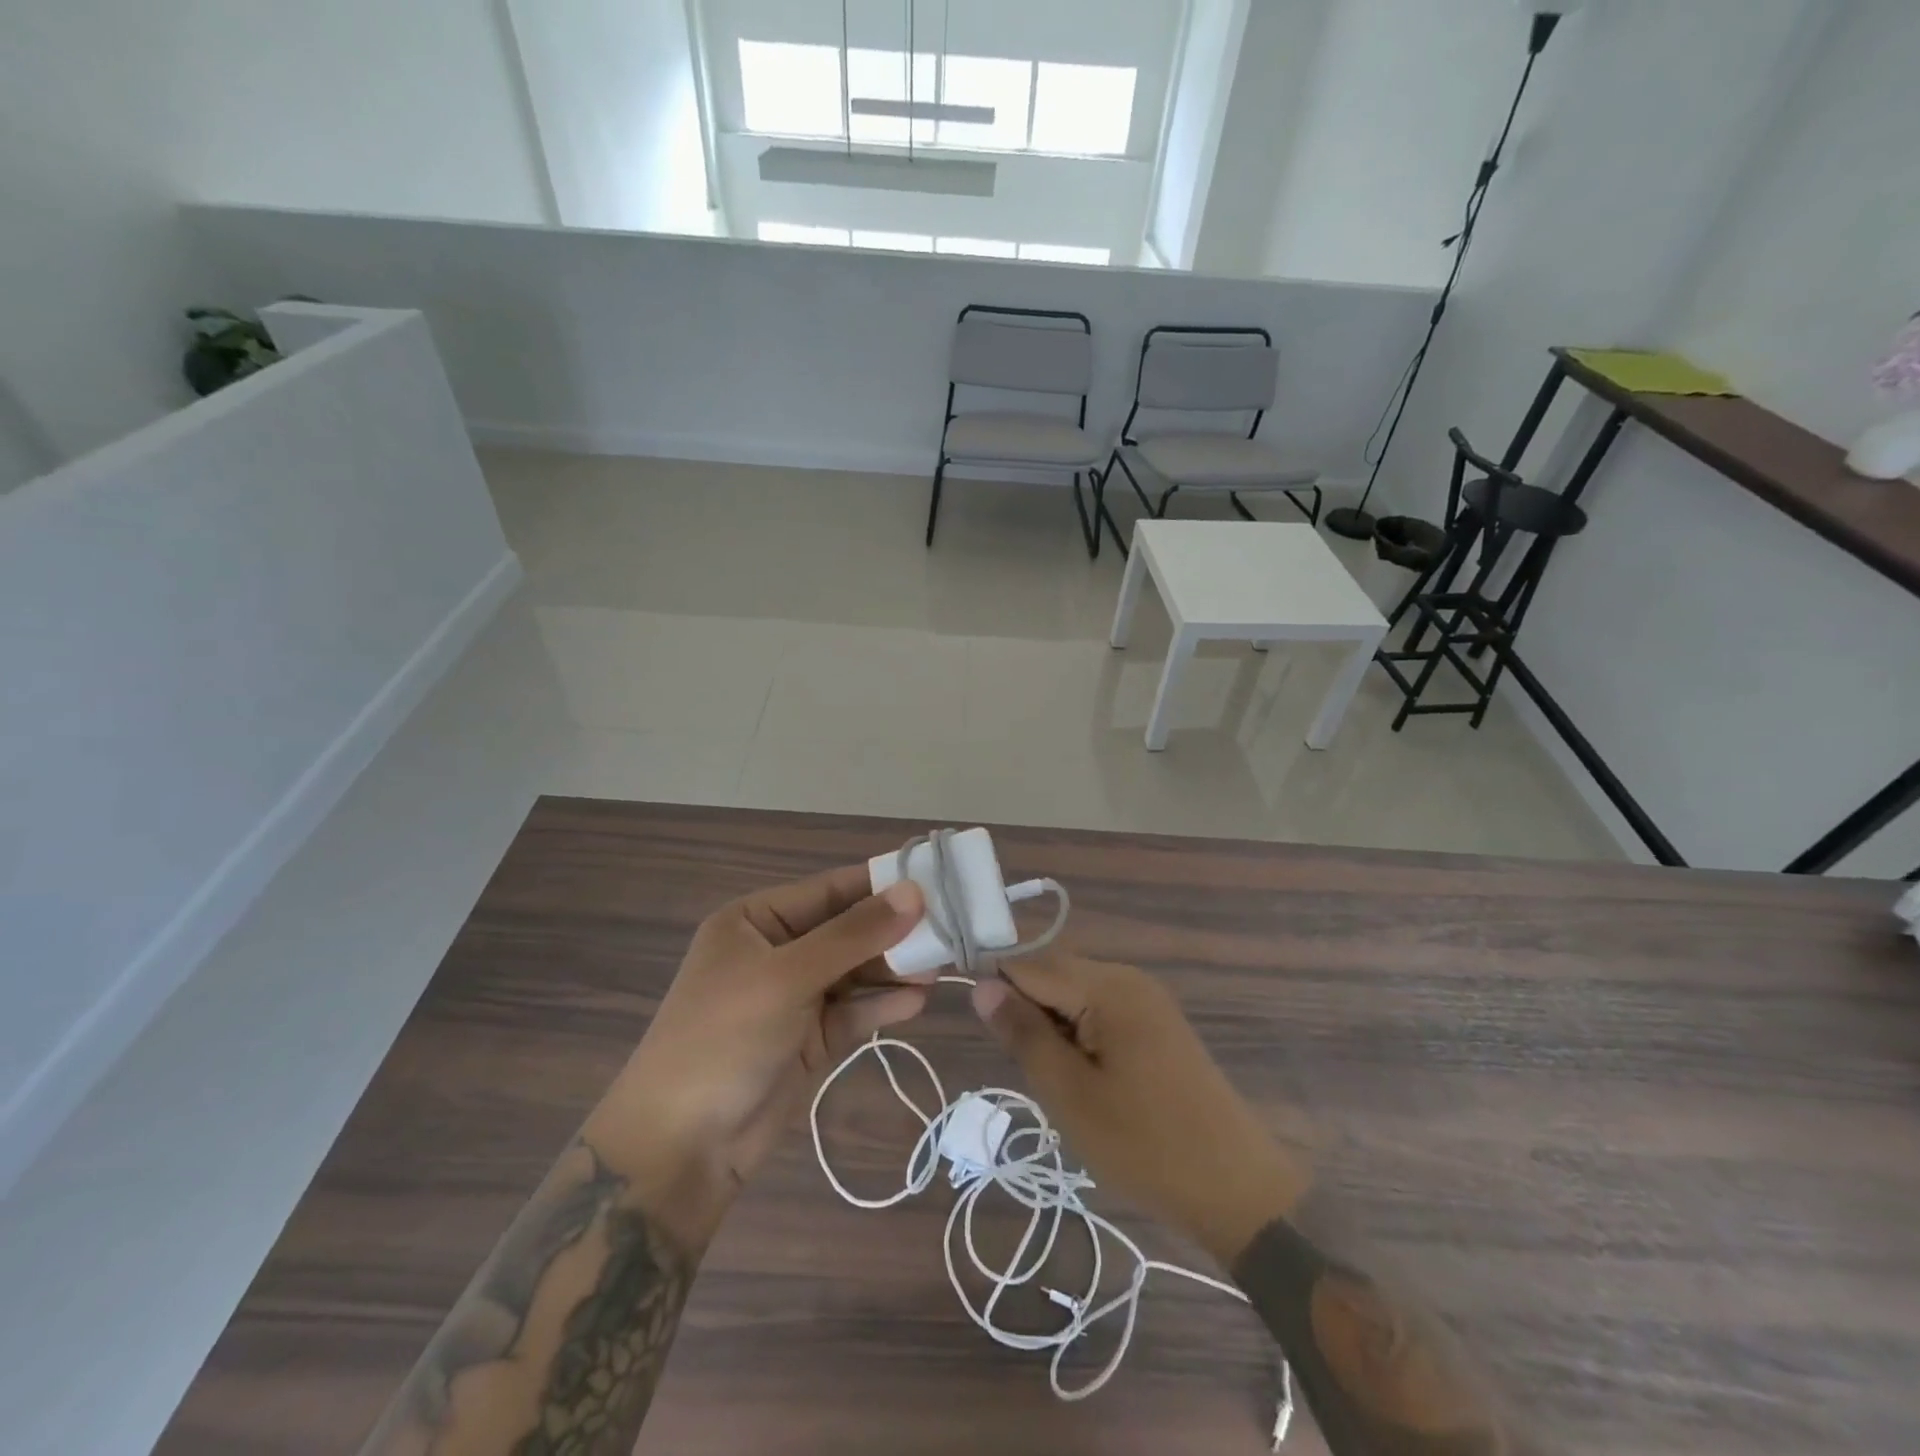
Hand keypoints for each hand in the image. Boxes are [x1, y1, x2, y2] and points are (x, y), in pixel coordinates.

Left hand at [589, 866, 927, 1247]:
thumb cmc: (724, 1038)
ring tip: (943, 965)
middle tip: (952, 928)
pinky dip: (884, 1005)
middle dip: (895, 930)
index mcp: (756, 920)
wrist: (680, 1148)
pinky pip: (855, 1011)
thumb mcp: (787, 976)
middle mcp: (777, 951)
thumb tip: (914, 892)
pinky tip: (919, 1001)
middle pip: (848, 930)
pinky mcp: (810, 1039)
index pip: (831, 889)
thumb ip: (854, 935)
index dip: (882, 884)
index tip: (938, 880)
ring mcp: (794, 997)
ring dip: (895, 968)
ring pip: (856, 971)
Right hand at [972, 952, 1309, 1265]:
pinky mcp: (1158, 1024)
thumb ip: (1023, 1033)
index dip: (998, 990)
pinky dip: (1080, 1037)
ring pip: (1075, 996)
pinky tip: (1088, 1081)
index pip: (1029, 964)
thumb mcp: (1069, 1093)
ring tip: (1061, 1084)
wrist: (1237, 1191)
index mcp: (1108, 985)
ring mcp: (1148, 1000)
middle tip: (1033, 1072)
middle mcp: (1128, 978)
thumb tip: (981, 985)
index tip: (986, 1034)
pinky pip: (1101, 1012)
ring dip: (1054, 1029)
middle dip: (1030, 1013)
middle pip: (1054, 975)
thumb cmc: (1145, 1145)